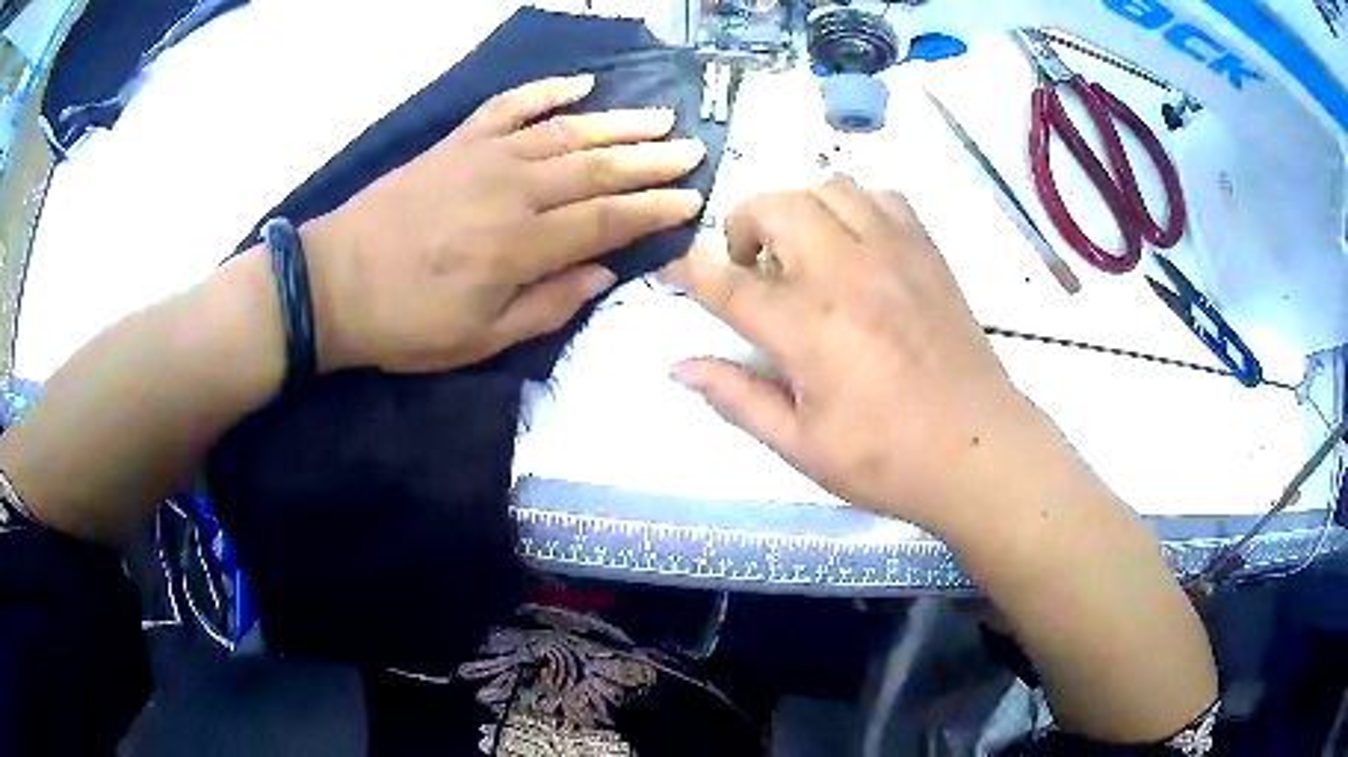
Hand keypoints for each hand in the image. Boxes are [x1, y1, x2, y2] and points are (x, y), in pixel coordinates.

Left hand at [303, 74, 705, 372]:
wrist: (333, 281)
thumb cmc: (405, 323)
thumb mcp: (480, 340)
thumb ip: (548, 305)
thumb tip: (604, 273)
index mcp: (520, 246)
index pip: (607, 219)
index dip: (653, 209)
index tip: (692, 198)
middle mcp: (512, 190)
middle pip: (597, 168)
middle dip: (651, 160)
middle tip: (692, 151)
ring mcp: (484, 157)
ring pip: (565, 131)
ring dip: (617, 122)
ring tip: (658, 118)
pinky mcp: (457, 142)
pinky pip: (510, 105)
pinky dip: (546, 90)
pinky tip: (580, 83)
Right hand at [663, 175, 1039, 535]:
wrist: (978, 449)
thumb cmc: (886, 458)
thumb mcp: (800, 444)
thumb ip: (736, 398)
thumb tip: (678, 368)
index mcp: (807, 327)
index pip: (727, 282)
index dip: (690, 271)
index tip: (674, 270)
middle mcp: (845, 272)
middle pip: (776, 205)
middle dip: (743, 222)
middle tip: (750, 265)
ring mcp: (892, 253)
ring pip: (829, 187)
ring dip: (799, 207)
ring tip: (802, 249)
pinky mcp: (926, 251)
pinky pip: (882, 196)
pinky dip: (854, 206)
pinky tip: (855, 244)